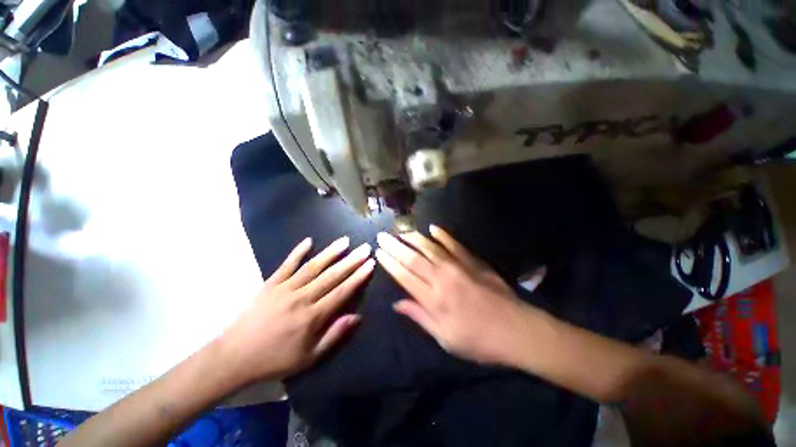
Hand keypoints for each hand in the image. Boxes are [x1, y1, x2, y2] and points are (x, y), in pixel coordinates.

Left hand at [221, 237, 373, 381]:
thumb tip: (357, 316)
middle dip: (351, 261)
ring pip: (313, 266)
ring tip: (345, 241)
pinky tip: (309, 241)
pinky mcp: (270, 283)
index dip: (358, 277)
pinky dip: (297, 252)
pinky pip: (286, 264)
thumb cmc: (275, 359)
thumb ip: (334, 335)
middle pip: (332, 276)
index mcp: (312, 316)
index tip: (370, 264)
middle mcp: (302, 298)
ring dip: (331, 252)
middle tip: (365, 248)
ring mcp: (285, 288)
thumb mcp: (309, 357)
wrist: (234, 356)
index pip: (342, 292)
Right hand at [375, 226, 539, 367]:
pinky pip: (454, 244)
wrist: (517, 330)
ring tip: (401, 231)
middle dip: (395, 245)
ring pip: (430, 247)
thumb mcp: (445, 337)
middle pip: (413, 257)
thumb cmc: (478, 340)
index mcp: (433, 299)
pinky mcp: (472, 261)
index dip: (390, 262)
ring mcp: (458, 266)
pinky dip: (442, 235)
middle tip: (383, 235)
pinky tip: (433, 228)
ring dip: (413, 237)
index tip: (379, 252)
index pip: (404, 275)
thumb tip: (397, 304)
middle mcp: (442, 277)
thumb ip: (419, 316)